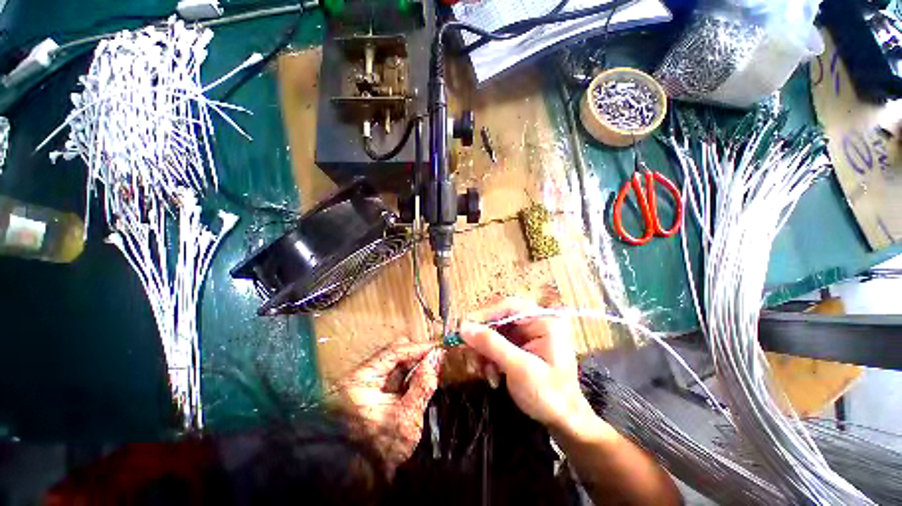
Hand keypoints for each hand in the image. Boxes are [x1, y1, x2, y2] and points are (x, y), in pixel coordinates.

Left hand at [337, 340, 442, 475]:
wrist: (362, 477)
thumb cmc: (381, 449)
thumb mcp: (406, 418)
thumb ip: (422, 386)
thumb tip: (435, 360)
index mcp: (361, 379)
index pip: (393, 352)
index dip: (417, 348)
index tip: (437, 348)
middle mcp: (360, 376)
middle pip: (392, 354)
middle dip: (416, 354)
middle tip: (435, 358)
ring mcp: (365, 384)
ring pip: (394, 363)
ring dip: (414, 364)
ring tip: (431, 366)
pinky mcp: (372, 391)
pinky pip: (393, 375)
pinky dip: (408, 374)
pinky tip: (421, 377)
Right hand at [459, 298, 597, 436]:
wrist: (563, 422)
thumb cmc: (549, 395)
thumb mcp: (519, 368)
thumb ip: (492, 345)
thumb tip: (464, 327)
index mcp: (543, 321)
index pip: (509, 307)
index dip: (485, 314)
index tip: (465, 328)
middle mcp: (534, 323)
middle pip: (499, 319)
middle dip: (483, 339)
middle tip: (471, 354)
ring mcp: (526, 335)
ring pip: (494, 332)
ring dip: (484, 351)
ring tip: (482, 371)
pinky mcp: (519, 347)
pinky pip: (496, 344)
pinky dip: (488, 358)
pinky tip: (491, 375)